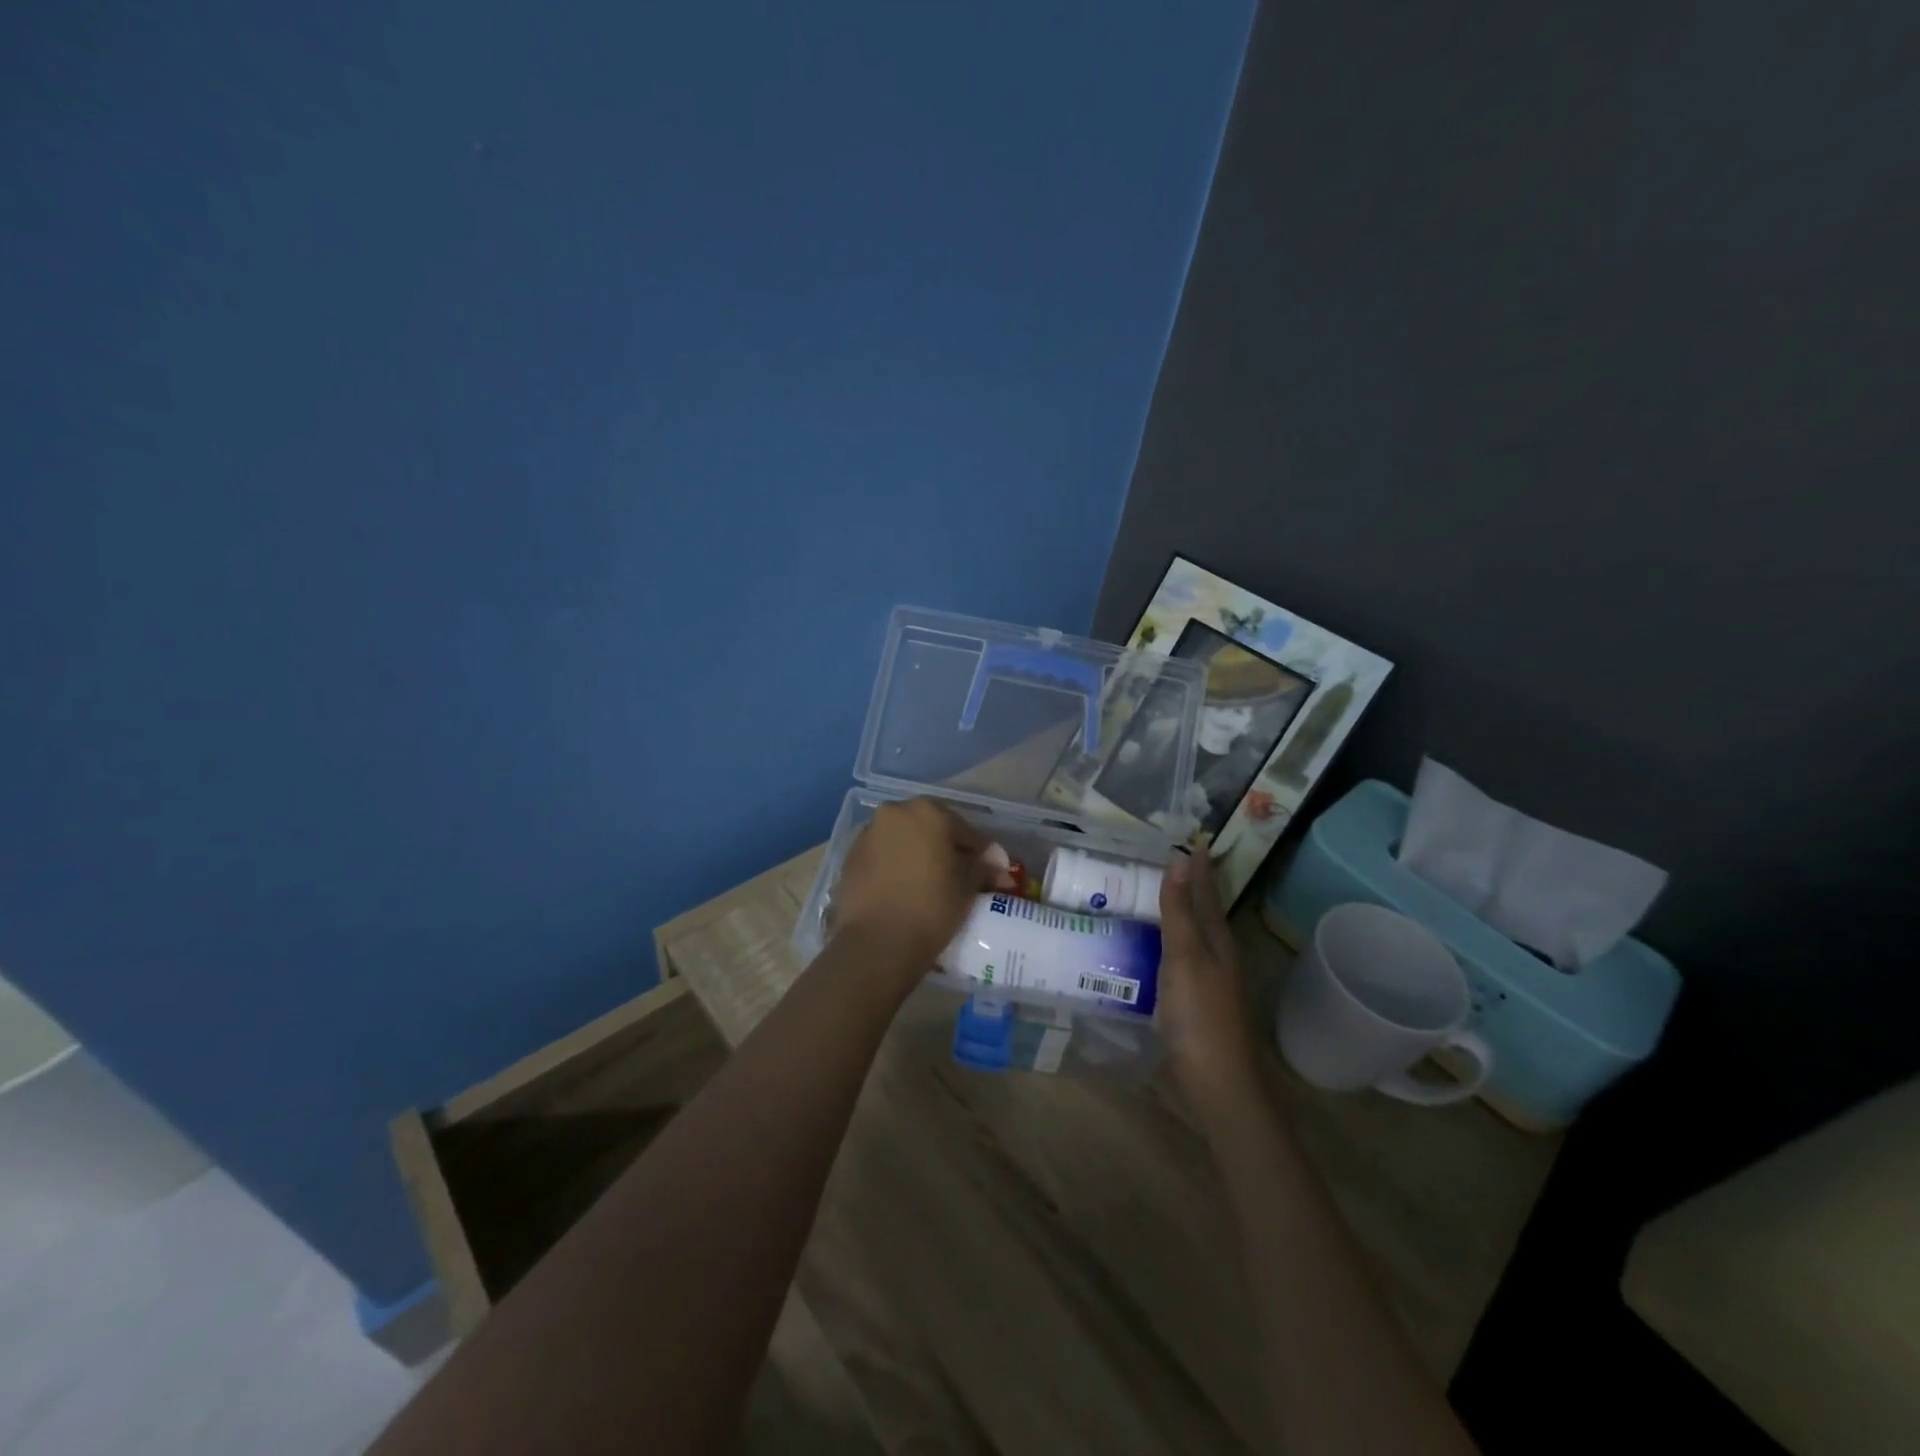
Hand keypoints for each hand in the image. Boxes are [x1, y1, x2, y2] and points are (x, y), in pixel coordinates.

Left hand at [830, 799, 999, 984]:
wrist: (877, 942)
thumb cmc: (931, 907)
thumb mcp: (967, 886)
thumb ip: (982, 866)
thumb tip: (997, 861)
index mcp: (927, 812)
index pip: (964, 830)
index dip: (980, 852)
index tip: (990, 871)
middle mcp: (894, 813)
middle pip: (929, 827)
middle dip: (945, 847)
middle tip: (960, 874)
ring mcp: (867, 834)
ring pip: (902, 840)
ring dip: (918, 854)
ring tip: (930, 883)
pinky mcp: (849, 858)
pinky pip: (882, 856)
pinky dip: (895, 866)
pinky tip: (904, 889)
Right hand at [1158, 851, 1263, 1117]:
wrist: (1216, 1085)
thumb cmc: (1199, 1016)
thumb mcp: (1185, 957)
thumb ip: (1179, 910)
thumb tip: (1179, 858)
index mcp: (1217, 940)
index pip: (1205, 892)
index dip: (1196, 867)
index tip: (1185, 839)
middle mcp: (1215, 956)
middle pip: (1200, 912)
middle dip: (1185, 886)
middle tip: (1157, 861)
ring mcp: (1205, 982)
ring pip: (1188, 936)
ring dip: (1172, 915)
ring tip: (1144, 896)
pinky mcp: (1190, 1003)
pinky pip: (1175, 960)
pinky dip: (1161, 944)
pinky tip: (1144, 948)